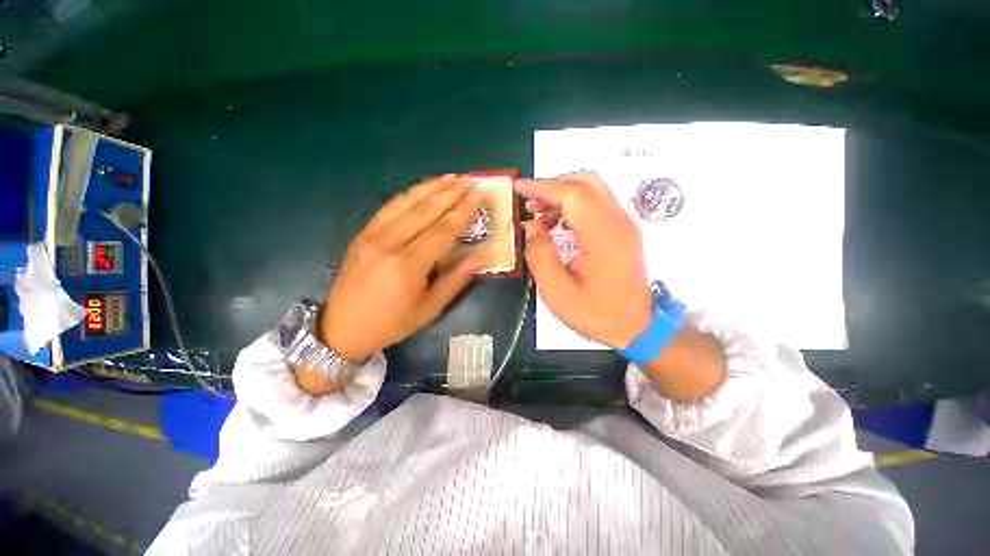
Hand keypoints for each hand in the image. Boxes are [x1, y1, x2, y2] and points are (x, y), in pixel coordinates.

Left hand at [320, 175, 483, 361]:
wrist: (343, 329)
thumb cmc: (392, 323)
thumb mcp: (429, 309)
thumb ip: (455, 281)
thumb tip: (480, 259)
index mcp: (408, 265)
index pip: (442, 230)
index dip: (462, 212)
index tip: (477, 196)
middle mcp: (389, 243)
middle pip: (425, 210)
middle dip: (450, 193)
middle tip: (469, 180)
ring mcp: (371, 236)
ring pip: (405, 203)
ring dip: (430, 187)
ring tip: (450, 177)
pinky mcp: (362, 234)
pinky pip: (388, 208)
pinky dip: (408, 195)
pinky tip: (421, 189)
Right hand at [517, 170, 652, 348]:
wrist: (636, 326)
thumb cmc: (596, 313)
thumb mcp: (557, 292)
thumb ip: (540, 255)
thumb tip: (531, 227)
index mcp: (603, 236)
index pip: (572, 194)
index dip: (543, 187)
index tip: (518, 187)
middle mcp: (618, 221)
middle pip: (585, 182)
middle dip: (552, 186)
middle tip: (528, 203)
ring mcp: (624, 223)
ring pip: (592, 189)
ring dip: (562, 195)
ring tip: (539, 216)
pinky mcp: (623, 229)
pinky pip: (596, 203)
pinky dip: (573, 205)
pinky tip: (558, 224)